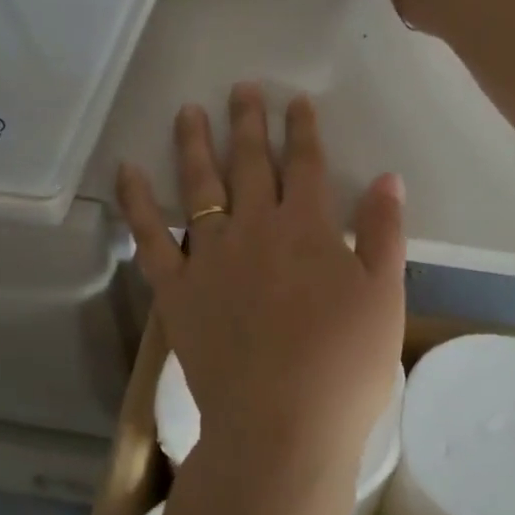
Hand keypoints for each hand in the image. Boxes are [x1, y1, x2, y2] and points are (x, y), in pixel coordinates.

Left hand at [117, 84, 406, 471]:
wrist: (281, 426)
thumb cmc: (344, 366)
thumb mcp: (385, 297)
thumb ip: (383, 233)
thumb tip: (387, 178)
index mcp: (306, 228)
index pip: (305, 164)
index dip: (302, 129)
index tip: (296, 101)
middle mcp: (254, 228)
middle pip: (249, 162)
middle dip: (247, 121)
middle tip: (241, 88)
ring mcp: (210, 256)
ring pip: (199, 186)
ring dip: (193, 144)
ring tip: (188, 110)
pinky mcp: (177, 289)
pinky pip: (149, 236)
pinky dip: (135, 202)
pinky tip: (126, 170)